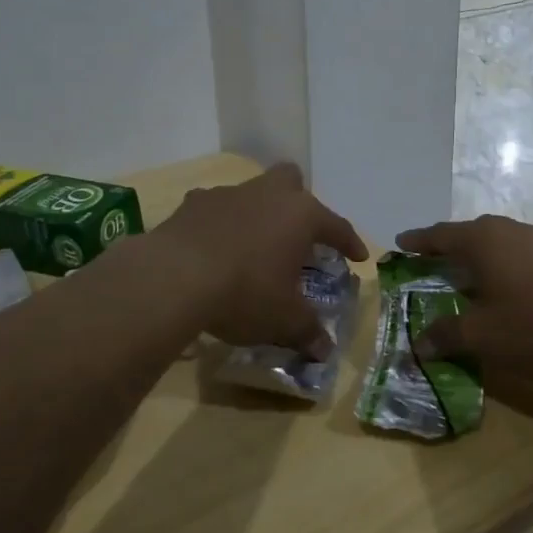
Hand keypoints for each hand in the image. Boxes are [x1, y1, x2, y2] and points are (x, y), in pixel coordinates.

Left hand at [159, 164, 367, 357]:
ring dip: (256, 213)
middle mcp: (268, 195)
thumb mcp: (283, 319)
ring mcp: (228, 194)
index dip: (349, 242)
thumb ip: (307, 331)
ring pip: (251, 192)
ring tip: (252, 246)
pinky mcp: (192, 204)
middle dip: (298, 202)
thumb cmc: (245, 293)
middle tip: (297, 234)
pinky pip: (214, 208)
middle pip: (291, 181)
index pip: (336, 225)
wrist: (174, 277)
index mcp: (301, 215)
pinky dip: (219, 224)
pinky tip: (214, 248)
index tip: (358, 257)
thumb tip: (324, 351)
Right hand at [393, 216, 532, 385]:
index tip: (401, 244)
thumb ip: (445, 335)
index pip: (441, 235)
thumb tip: (419, 342)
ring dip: (481, 256)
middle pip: (472, 233)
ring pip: (500, 241)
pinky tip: (511, 288)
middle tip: (433, 261)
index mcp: (484, 241)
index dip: (419, 241)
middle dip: (450, 246)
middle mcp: (512, 230)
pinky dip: (506, 265)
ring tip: (471, 276)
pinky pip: (523, 253)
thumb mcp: (481, 337)